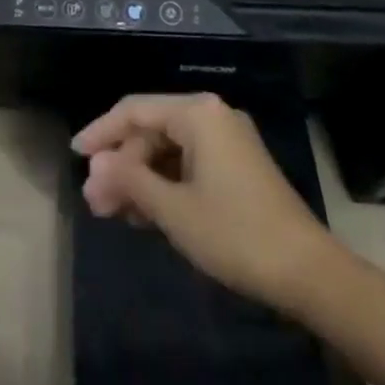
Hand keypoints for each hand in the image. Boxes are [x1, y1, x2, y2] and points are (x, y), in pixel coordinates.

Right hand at [73, 92, 333, 311]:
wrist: (310, 273)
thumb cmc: (235, 233)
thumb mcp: (173, 209)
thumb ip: (130, 181)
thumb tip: (95, 168)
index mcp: (198, 113)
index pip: (134, 110)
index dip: (101, 132)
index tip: (75, 156)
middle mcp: (212, 116)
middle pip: (151, 131)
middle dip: (121, 165)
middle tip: (95, 202)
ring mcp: (227, 142)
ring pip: (168, 151)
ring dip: (140, 179)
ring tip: (113, 214)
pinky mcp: (237, 167)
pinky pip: (188, 165)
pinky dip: (164, 185)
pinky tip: (146, 214)